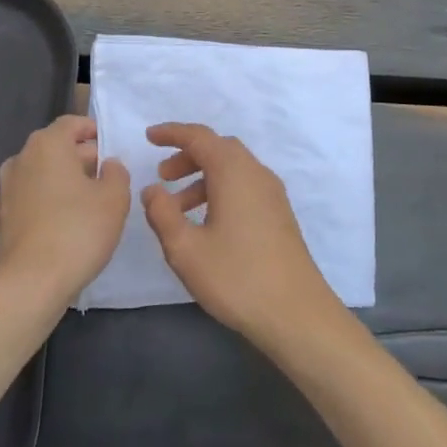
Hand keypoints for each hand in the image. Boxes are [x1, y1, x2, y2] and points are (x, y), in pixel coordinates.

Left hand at [0, 116, 129, 303]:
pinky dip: (48, 201)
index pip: (71, 123)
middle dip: (81, 157)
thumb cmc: (78, 230)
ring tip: (89, 201)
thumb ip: (117, 173)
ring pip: (42, 173)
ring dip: (63, 180)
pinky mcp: (2, 217)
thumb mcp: (115, 199)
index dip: (92, 131)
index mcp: (47, 145)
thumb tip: (108, 165)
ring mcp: (7, 189)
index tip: (110, 147)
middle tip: (107, 177)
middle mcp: (22, 159)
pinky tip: (65, 223)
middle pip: (55, 147)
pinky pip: (31, 197)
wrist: (30, 284)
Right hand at [141, 123, 344, 350]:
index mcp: (233, 172)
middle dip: (188, 156)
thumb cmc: (237, 277)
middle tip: (162, 176)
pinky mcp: (279, 214)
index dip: (172, 133)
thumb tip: (152, 189)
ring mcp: (272, 194)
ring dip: (203, 177)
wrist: (296, 313)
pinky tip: (207, 223)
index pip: (200, 137)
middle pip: (219, 149)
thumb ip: (162, 214)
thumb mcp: (185, 249)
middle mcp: (256, 173)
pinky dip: (221, 190)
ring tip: (177, 208)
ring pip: (233, 169)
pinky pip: (245, 186)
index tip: (149, 137)